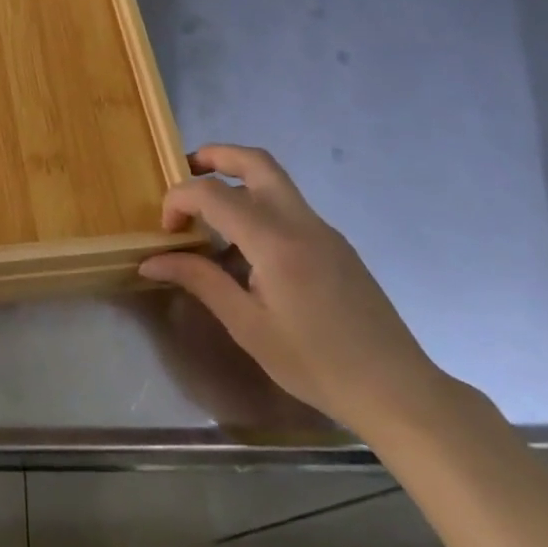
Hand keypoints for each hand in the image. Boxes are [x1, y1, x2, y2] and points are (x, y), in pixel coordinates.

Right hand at [140, 144, 450, 439]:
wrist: (396, 389)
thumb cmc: (315, 363)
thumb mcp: (247, 326)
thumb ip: (199, 281)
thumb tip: (151, 262)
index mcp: (275, 241)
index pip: (213, 193)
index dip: (179, 200)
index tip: (166, 231)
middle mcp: (301, 221)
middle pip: (255, 161)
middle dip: (214, 156)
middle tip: (185, 174)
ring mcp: (323, 229)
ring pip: (275, 180)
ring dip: (236, 179)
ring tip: (208, 215)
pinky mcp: (335, 244)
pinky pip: (289, 207)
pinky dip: (257, 206)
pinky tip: (245, 250)